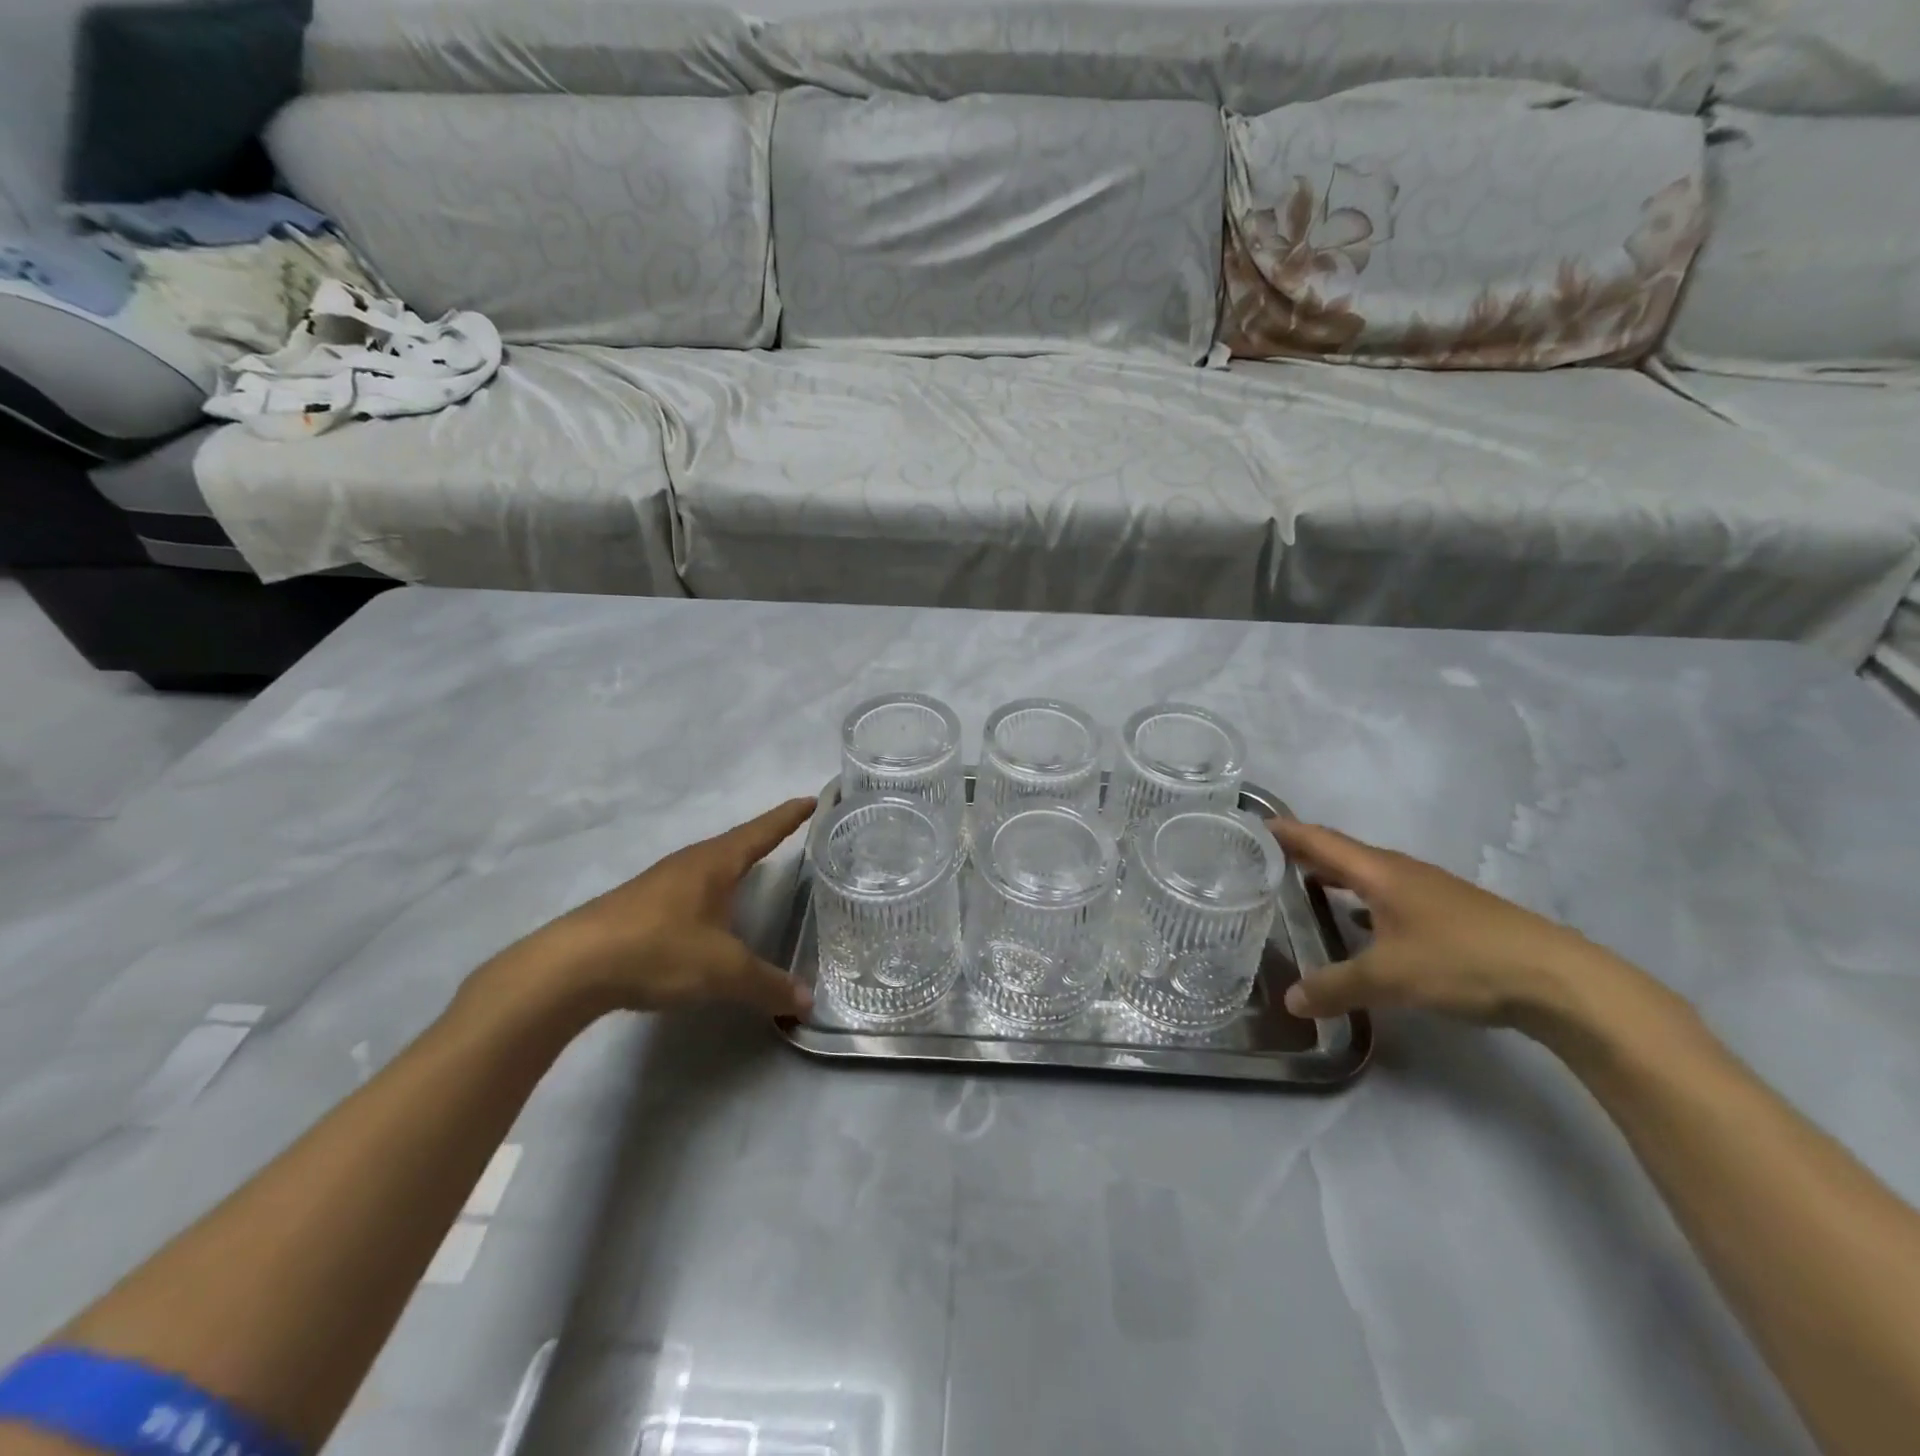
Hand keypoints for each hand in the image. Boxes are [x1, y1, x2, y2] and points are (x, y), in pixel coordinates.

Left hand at [491, 797, 817, 1019]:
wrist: (571, 967)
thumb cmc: (658, 950)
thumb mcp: (722, 972)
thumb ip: (767, 985)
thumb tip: (807, 1002)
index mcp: (715, 863)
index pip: (761, 832)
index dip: (788, 818)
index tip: (811, 800)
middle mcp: (689, 863)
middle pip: (735, 843)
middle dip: (763, 837)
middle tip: (791, 834)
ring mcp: (660, 883)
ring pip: (708, 865)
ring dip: (734, 864)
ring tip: (754, 870)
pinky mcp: (639, 906)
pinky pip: (689, 887)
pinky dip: (711, 891)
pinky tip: (708, 912)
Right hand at [1271, 819, 1638, 1034]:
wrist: (1558, 980)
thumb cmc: (1462, 961)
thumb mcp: (1389, 978)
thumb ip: (1335, 987)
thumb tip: (1290, 1001)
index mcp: (1380, 873)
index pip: (1320, 841)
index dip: (1286, 832)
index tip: (1252, 825)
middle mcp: (1402, 872)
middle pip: (1343, 853)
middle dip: (1304, 852)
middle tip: (1266, 858)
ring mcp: (1430, 891)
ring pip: (1368, 874)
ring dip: (1335, 875)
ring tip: (1304, 885)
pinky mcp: (1450, 914)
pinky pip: (1389, 895)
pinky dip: (1362, 899)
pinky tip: (1359, 923)